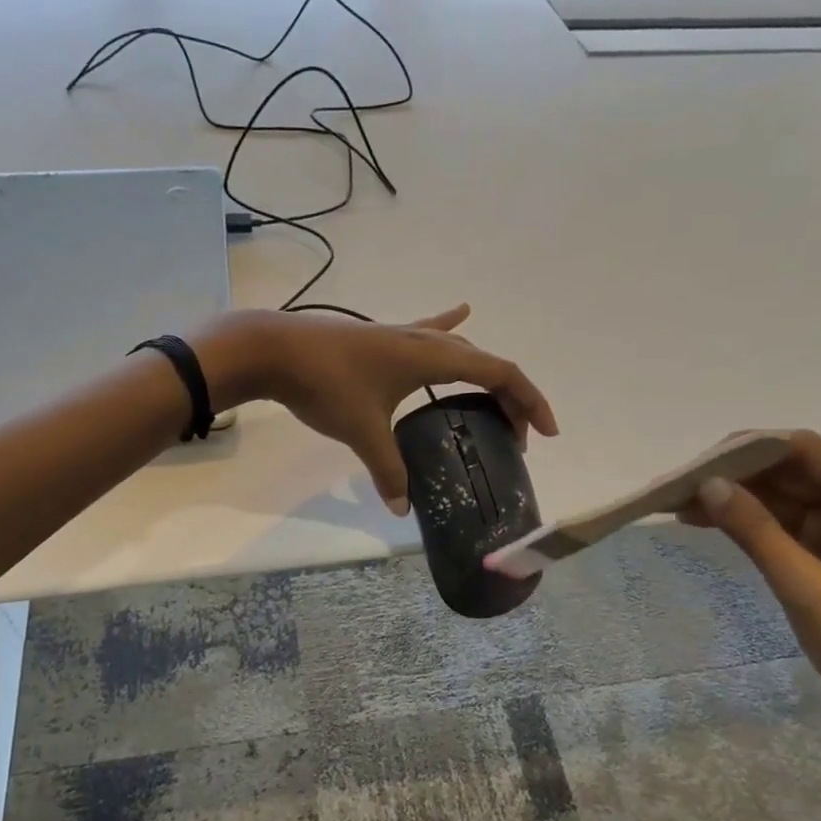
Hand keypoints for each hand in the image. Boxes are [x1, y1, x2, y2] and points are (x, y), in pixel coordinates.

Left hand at [193, 305, 556, 514]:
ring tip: (493, 403)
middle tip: (514, 438)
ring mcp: (402, 335)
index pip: (500, 372)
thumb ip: (387, 470)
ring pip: (458, 351)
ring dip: (481, 374)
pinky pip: (427, 333)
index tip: (546, 433)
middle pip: (484, 363)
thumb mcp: (363, 431)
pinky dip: (449, 328)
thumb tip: (401, 507)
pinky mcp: (381, 338)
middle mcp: (425, 341)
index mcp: (433, 358)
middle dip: (508, 398)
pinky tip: (460, 313)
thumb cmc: (326, 385)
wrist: (274, 349)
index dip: (529, 400)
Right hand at [679, 430, 820, 775]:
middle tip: (681, 483)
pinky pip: (784, 525)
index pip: (810, 452)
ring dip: (737, 498)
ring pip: (785, 498)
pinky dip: (748, 522)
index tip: (701, 460)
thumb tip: (707, 483)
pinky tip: (706, 521)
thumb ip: (757, 532)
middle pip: (795, 472)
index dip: (753, 448)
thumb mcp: (806, 590)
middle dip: (738, 475)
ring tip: (679, 502)